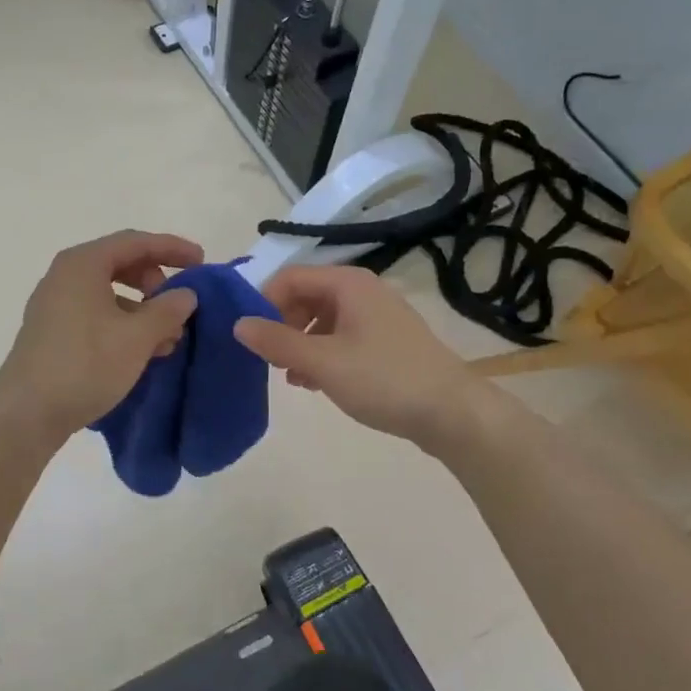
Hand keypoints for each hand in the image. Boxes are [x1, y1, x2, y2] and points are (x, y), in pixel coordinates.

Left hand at [0, 230, 202, 440]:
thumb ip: (167, 310)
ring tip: (167, 338)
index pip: (136, 242)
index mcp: (83, 264)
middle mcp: (65, 276)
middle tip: (178, 305)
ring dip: (142, 309)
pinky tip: (141, 352)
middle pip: (120, 264)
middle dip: (155, 281)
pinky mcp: (52, 332)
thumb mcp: (137, 337)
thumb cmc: (86, 364)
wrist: (27, 412)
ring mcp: (55, 305)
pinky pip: (96, 314)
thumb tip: (186, 294)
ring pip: (109, 293)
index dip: (172, 248)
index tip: (201, 262)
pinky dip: (123, 324)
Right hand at [233, 265, 472, 445]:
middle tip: (269, 358)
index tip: (250, 336)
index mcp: (348, 284)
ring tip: (290, 376)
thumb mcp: (322, 361)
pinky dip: (322, 354)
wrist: (453, 413)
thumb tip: (237, 324)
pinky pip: (342, 337)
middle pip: (306, 296)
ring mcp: (377, 317)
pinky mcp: (386, 343)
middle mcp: (363, 292)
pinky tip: (314, 383)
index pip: (290, 277)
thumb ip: (276, 342)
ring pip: (323, 320)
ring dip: (300, 344)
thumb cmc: (384, 379)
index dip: (263, 301)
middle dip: (281, 325)